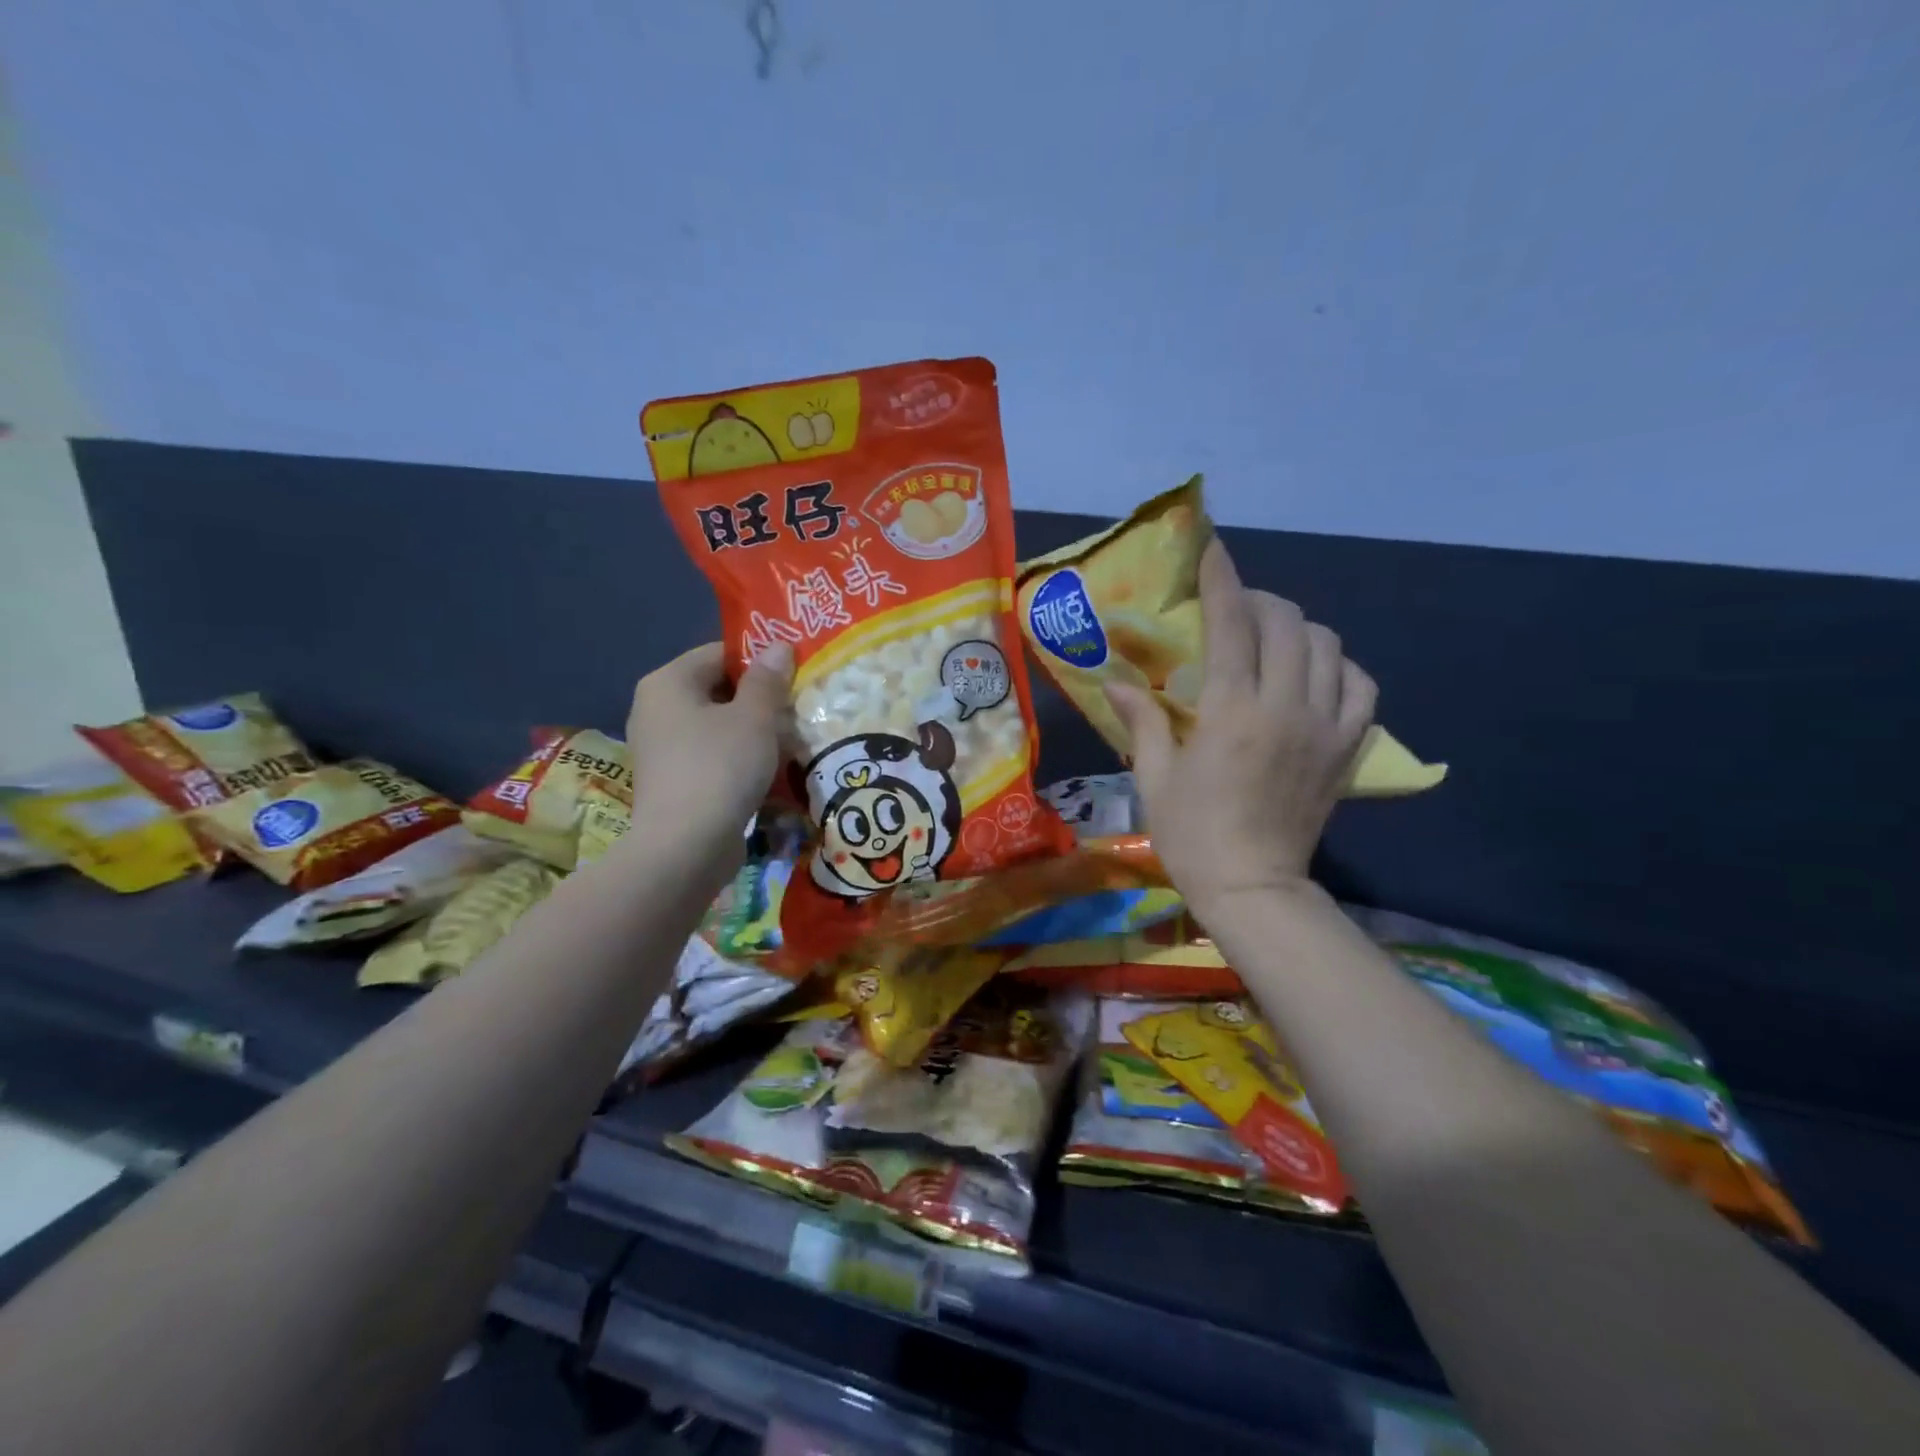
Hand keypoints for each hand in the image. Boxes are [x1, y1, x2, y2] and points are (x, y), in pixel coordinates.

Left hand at [625, 641, 793, 880]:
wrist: (686, 847)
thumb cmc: (720, 767)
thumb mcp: (755, 717)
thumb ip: (768, 680)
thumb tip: (779, 646)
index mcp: (668, 682)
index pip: (719, 653)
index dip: (760, 660)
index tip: (795, 675)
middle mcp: (655, 709)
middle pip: (717, 690)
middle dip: (759, 699)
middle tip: (798, 707)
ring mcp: (661, 748)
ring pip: (717, 726)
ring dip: (753, 731)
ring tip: (791, 739)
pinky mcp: (672, 781)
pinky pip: (711, 755)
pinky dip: (738, 757)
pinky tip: (769, 770)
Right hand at [1107, 540, 1375, 920]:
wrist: (1254, 888)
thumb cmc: (1191, 834)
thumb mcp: (1153, 777)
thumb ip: (1141, 720)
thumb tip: (1115, 680)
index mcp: (1232, 713)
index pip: (1232, 624)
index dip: (1221, 579)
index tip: (1212, 549)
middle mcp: (1286, 708)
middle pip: (1287, 623)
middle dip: (1259, 600)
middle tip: (1234, 607)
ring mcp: (1325, 727)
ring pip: (1329, 646)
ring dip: (1298, 628)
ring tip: (1272, 637)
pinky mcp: (1347, 748)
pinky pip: (1361, 686)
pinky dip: (1339, 667)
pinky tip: (1314, 674)